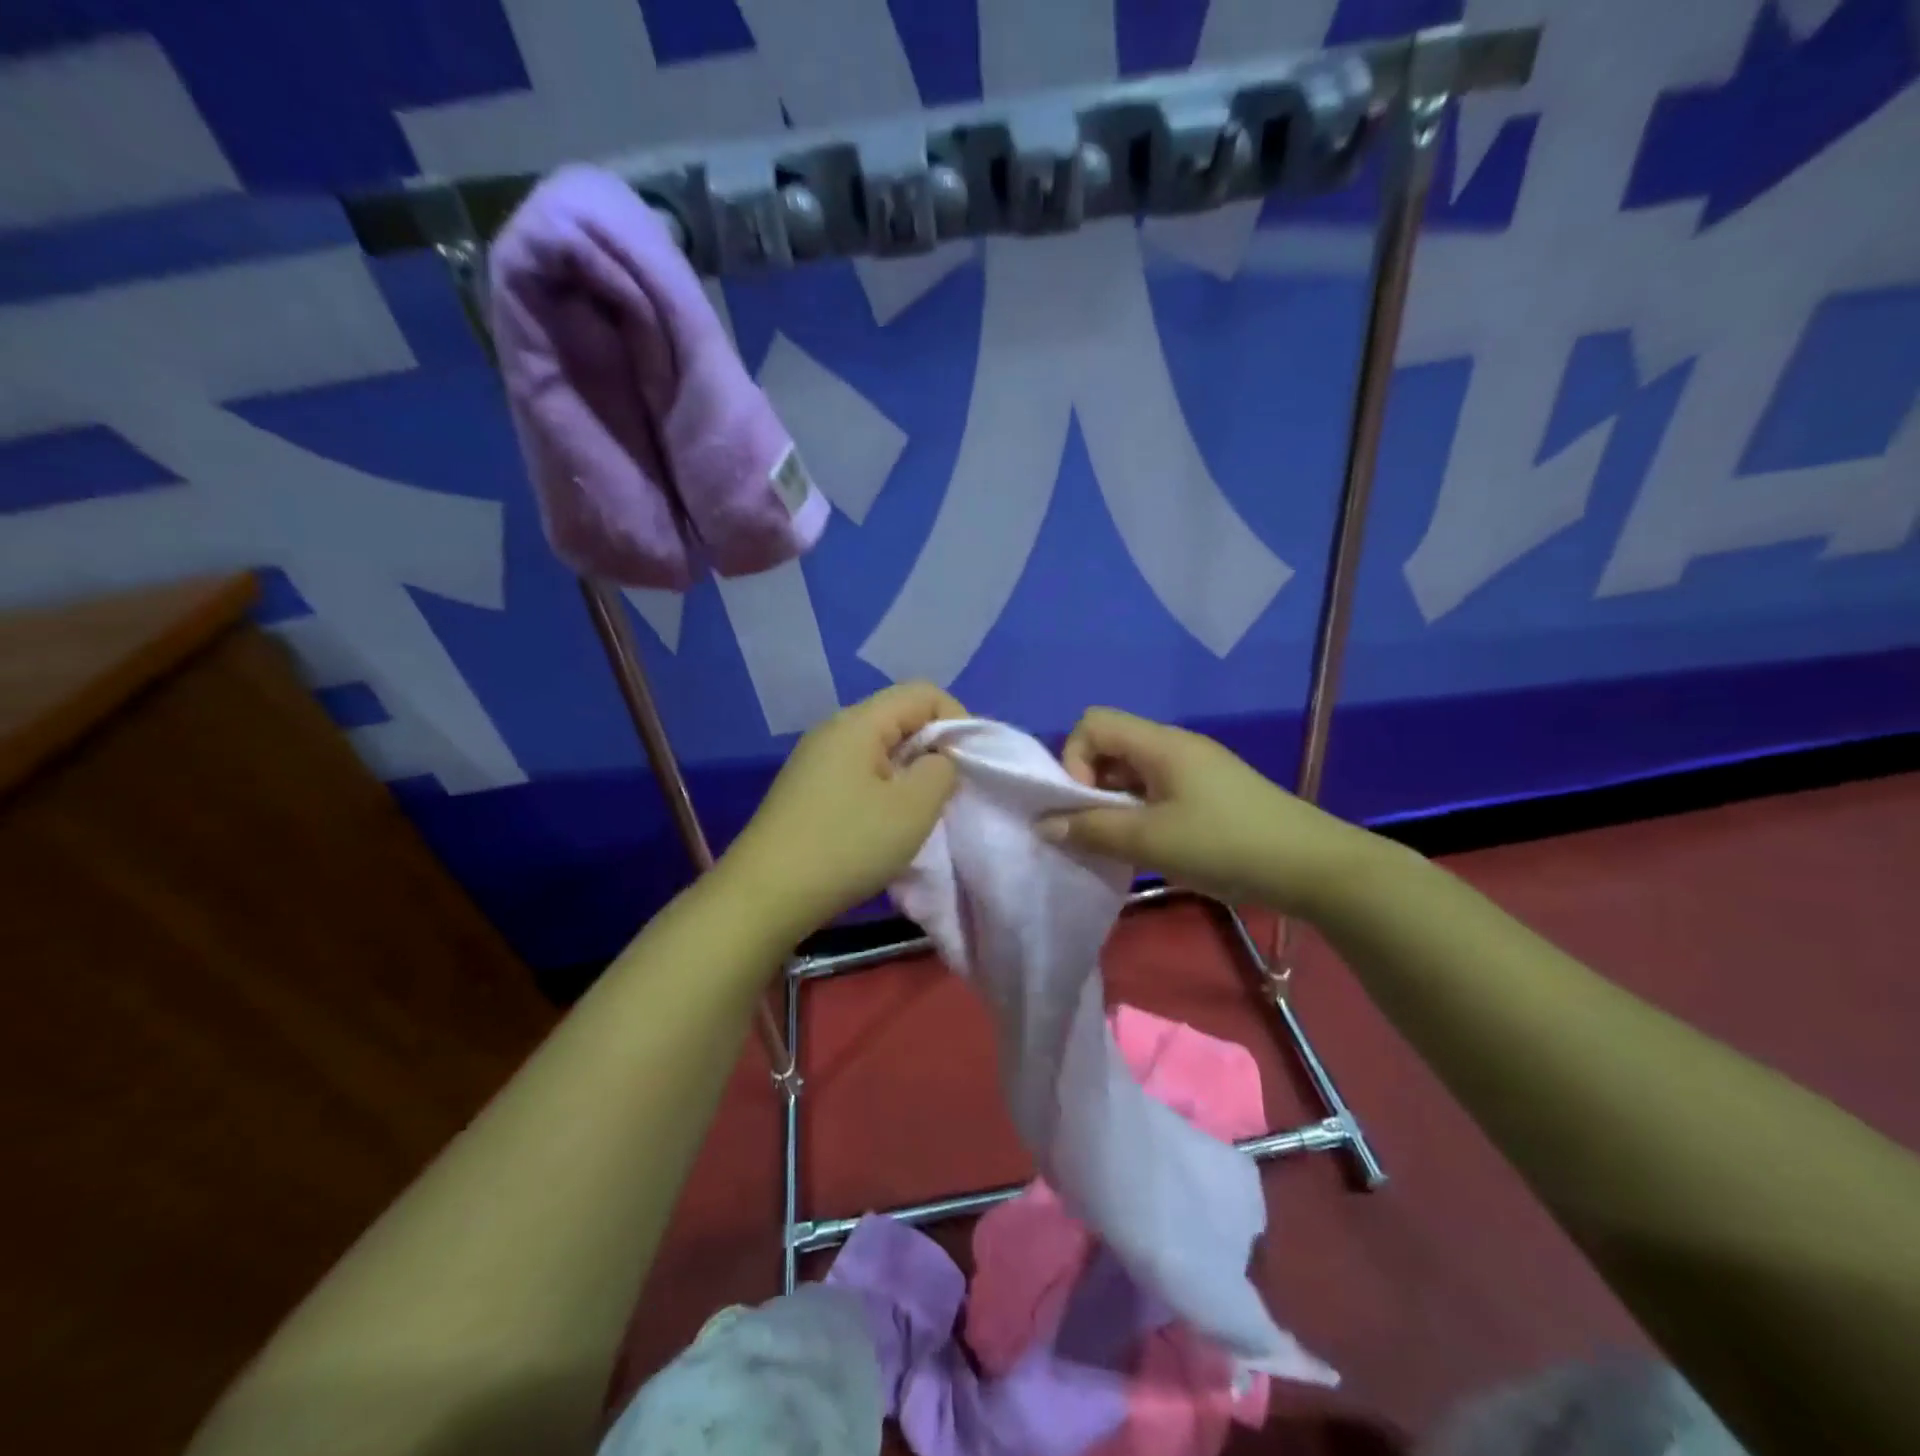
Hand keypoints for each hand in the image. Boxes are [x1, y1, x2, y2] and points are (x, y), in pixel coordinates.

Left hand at [722, 682, 964, 940]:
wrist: (765, 895)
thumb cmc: (847, 846)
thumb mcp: (913, 809)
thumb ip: (942, 771)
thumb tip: (938, 760)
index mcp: (859, 722)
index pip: (923, 693)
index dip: (958, 719)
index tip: (970, 764)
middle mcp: (834, 730)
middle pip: (900, 717)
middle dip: (935, 748)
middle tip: (949, 792)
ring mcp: (816, 760)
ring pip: (880, 748)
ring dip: (910, 773)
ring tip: (919, 812)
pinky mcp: (807, 789)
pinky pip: (859, 772)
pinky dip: (884, 789)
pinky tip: (884, 825)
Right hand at [1048, 707, 1366, 918]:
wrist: (1313, 867)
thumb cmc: (1226, 845)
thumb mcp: (1151, 841)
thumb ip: (1093, 830)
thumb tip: (1044, 825)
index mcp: (1160, 744)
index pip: (1093, 723)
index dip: (1074, 759)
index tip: (1086, 805)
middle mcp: (1175, 746)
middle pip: (1111, 746)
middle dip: (1090, 786)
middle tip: (1098, 831)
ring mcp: (1195, 769)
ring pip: (1133, 773)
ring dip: (1115, 805)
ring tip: (1122, 845)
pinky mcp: (1210, 793)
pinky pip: (1156, 791)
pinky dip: (1140, 814)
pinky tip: (1152, 848)